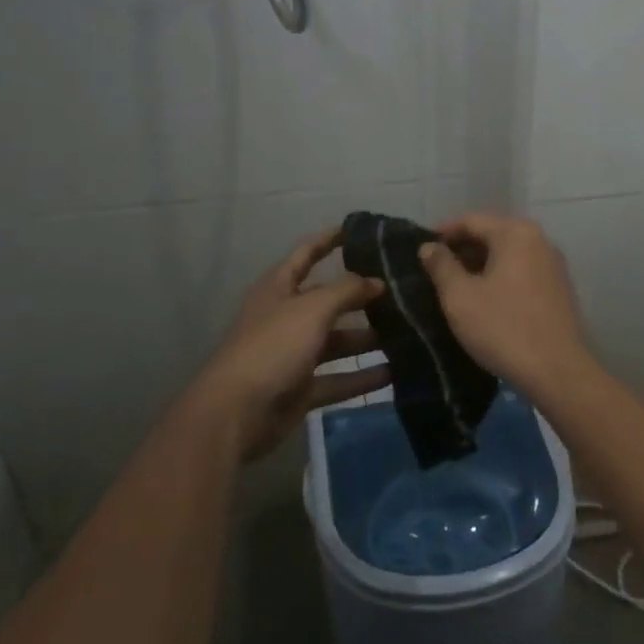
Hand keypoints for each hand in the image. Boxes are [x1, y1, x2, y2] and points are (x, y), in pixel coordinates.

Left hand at [194, 228, 389, 459]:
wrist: (237, 413)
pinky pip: (337, 378)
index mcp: (279, 288)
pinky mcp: (301, 388)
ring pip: (336, 341)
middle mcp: (286, 316)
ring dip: (367, 338)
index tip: (360, 230)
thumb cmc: (273, 346)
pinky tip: (394, 373)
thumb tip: (376, 281)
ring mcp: (293, 354)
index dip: (330, 239)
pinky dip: (361, 376)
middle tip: (400, 290)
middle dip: (360, 295)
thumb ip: (347, 290)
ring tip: (406, 332)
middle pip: (328, 299)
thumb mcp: (312, 309)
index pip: (307, 253)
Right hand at [417, 212, 600, 400]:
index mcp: (515, 233)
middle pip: (491, 234)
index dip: (442, 233)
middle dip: (462, 250)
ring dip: (480, 265)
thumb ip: (441, 265)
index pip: (470, 221)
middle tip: (434, 270)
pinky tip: (485, 300)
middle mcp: (539, 240)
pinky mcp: (560, 288)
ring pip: (507, 254)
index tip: (421, 250)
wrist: (558, 373)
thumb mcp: (460, 297)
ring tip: (455, 286)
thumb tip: (429, 246)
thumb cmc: (503, 328)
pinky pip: (522, 271)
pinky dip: (500, 277)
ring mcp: (553, 264)